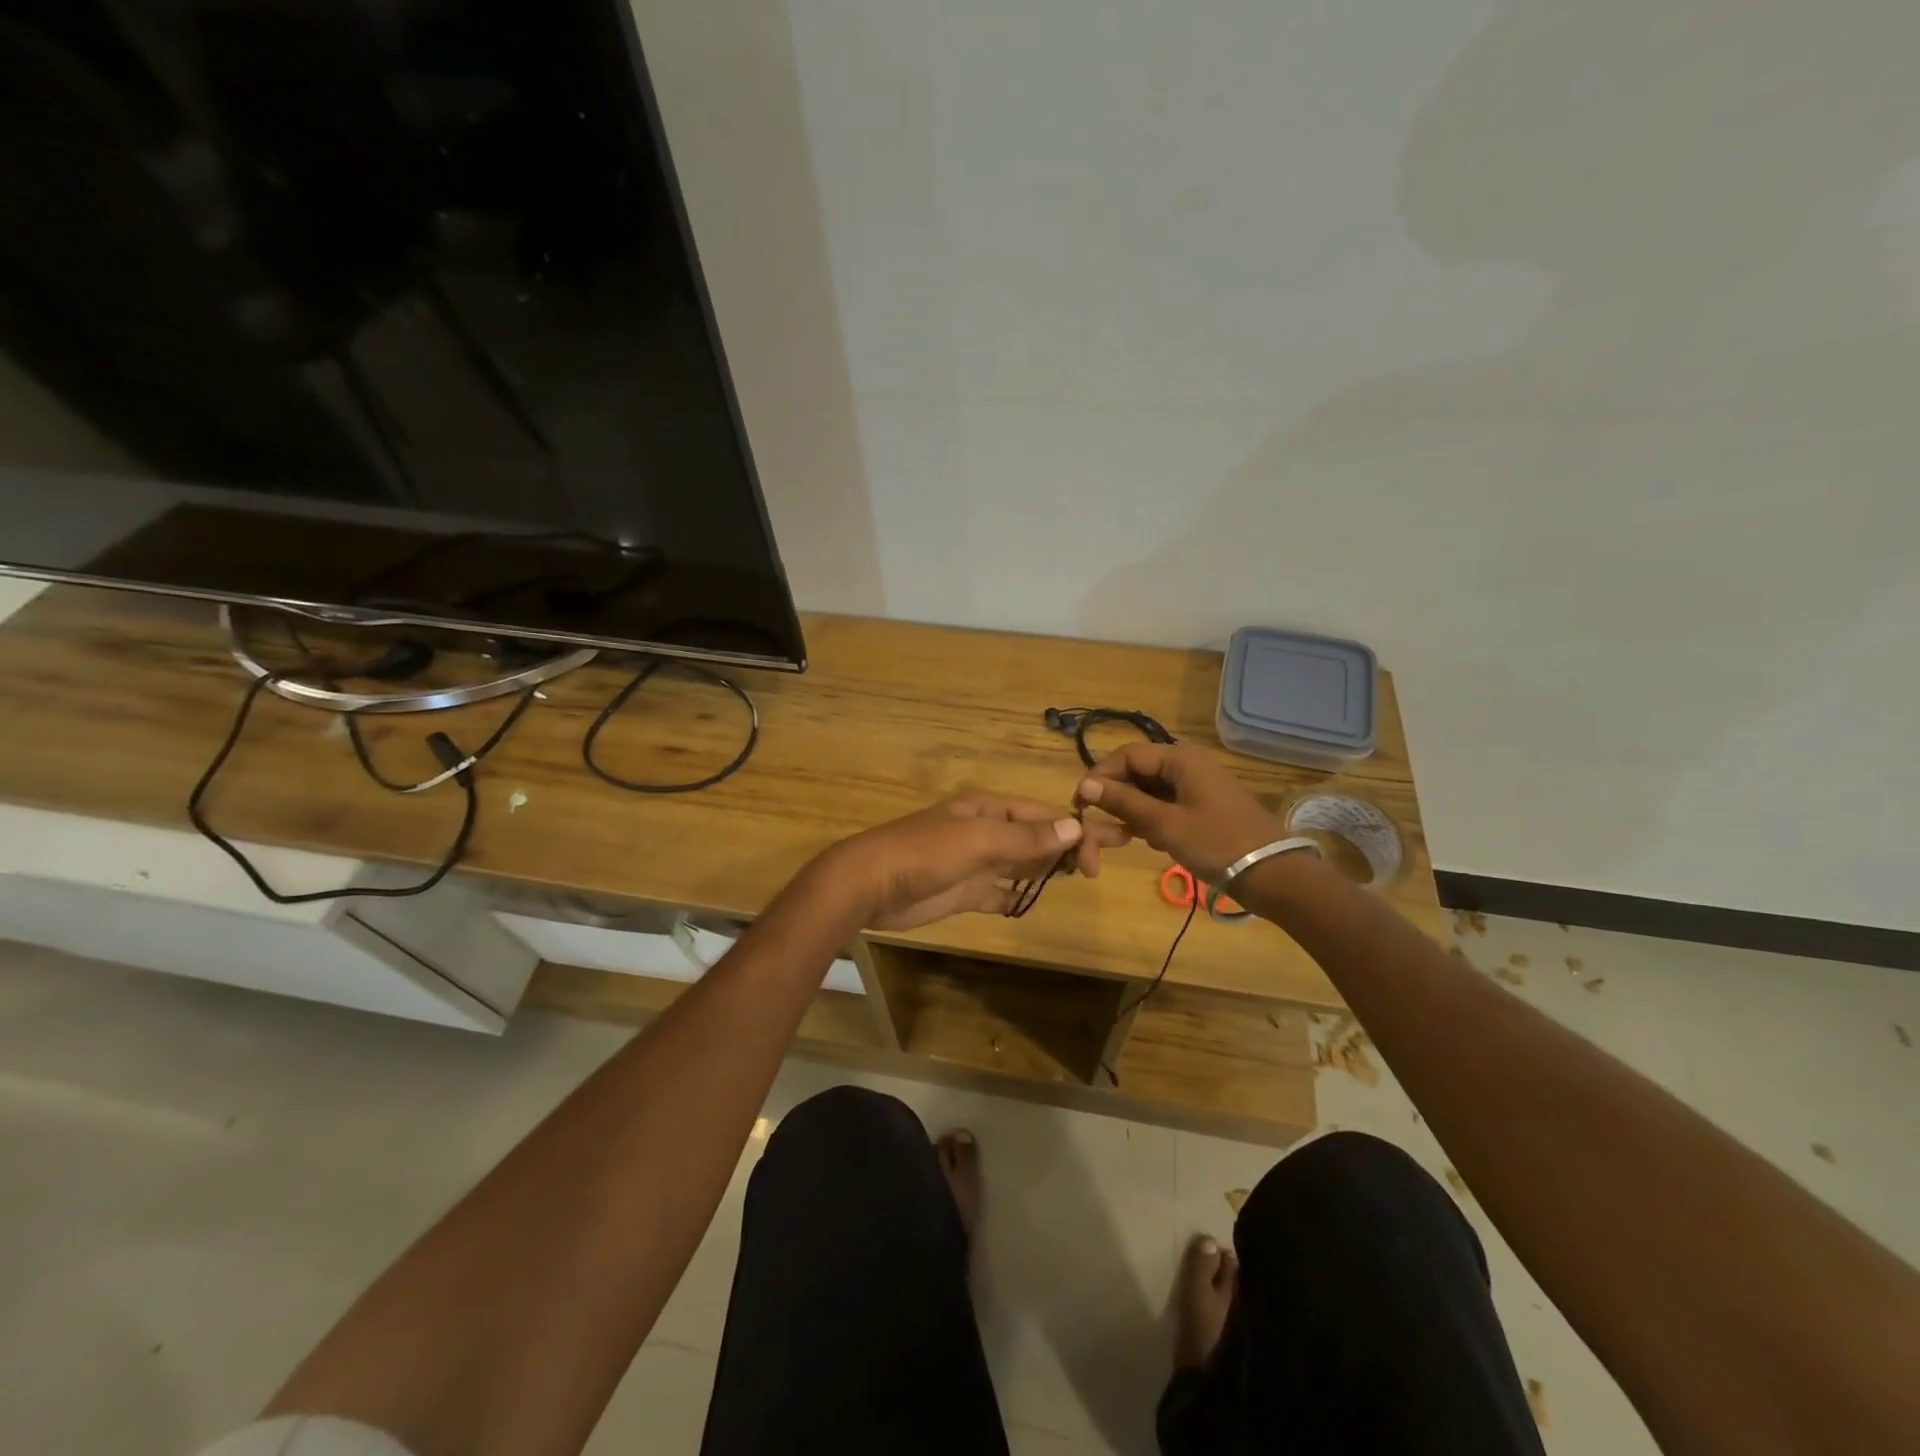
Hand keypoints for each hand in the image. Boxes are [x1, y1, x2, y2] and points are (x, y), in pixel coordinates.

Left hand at [815, 794, 1130, 930]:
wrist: (869, 886)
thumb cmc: (924, 854)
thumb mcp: (979, 841)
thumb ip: (1026, 838)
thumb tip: (1075, 827)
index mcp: (989, 810)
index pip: (1043, 816)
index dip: (1075, 830)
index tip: (1102, 854)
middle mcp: (986, 832)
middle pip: (1037, 837)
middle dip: (1071, 845)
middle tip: (1107, 860)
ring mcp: (974, 863)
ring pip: (1022, 863)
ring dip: (1049, 868)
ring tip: (1082, 877)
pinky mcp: (963, 891)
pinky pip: (1000, 892)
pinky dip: (1017, 895)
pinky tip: (1033, 901)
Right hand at [1076, 742, 1282, 882]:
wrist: (1274, 875)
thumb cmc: (1218, 844)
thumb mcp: (1165, 824)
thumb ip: (1124, 802)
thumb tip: (1085, 785)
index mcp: (1180, 759)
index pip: (1127, 755)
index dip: (1100, 776)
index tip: (1081, 804)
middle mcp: (1187, 765)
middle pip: (1137, 772)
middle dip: (1116, 798)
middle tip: (1102, 829)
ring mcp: (1197, 787)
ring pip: (1149, 791)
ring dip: (1132, 812)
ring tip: (1126, 839)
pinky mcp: (1202, 808)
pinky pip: (1165, 805)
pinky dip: (1151, 821)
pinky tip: (1152, 842)